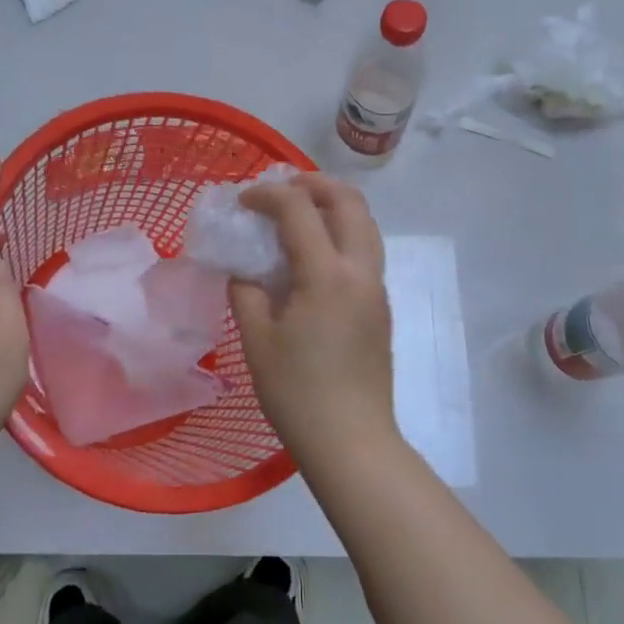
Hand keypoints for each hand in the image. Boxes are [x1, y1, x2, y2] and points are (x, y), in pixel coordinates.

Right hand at [229, 174, 398, 468]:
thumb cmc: (297, 393)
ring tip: (299, 214)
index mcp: (327, 275)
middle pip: (349, 201)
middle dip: (313, 183)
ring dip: (333, 205)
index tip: (242, 201)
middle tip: (281, 189)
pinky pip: (366, 249)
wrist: (352, 441)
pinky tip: (313, 254)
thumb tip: (244, 270)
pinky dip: (342, 232)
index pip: (299, 209)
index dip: (267, 194)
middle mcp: (360, 271)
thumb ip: (246, 292)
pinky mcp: (381, 306)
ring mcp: (376, 288)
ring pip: (365, 223)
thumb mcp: (257, 340)